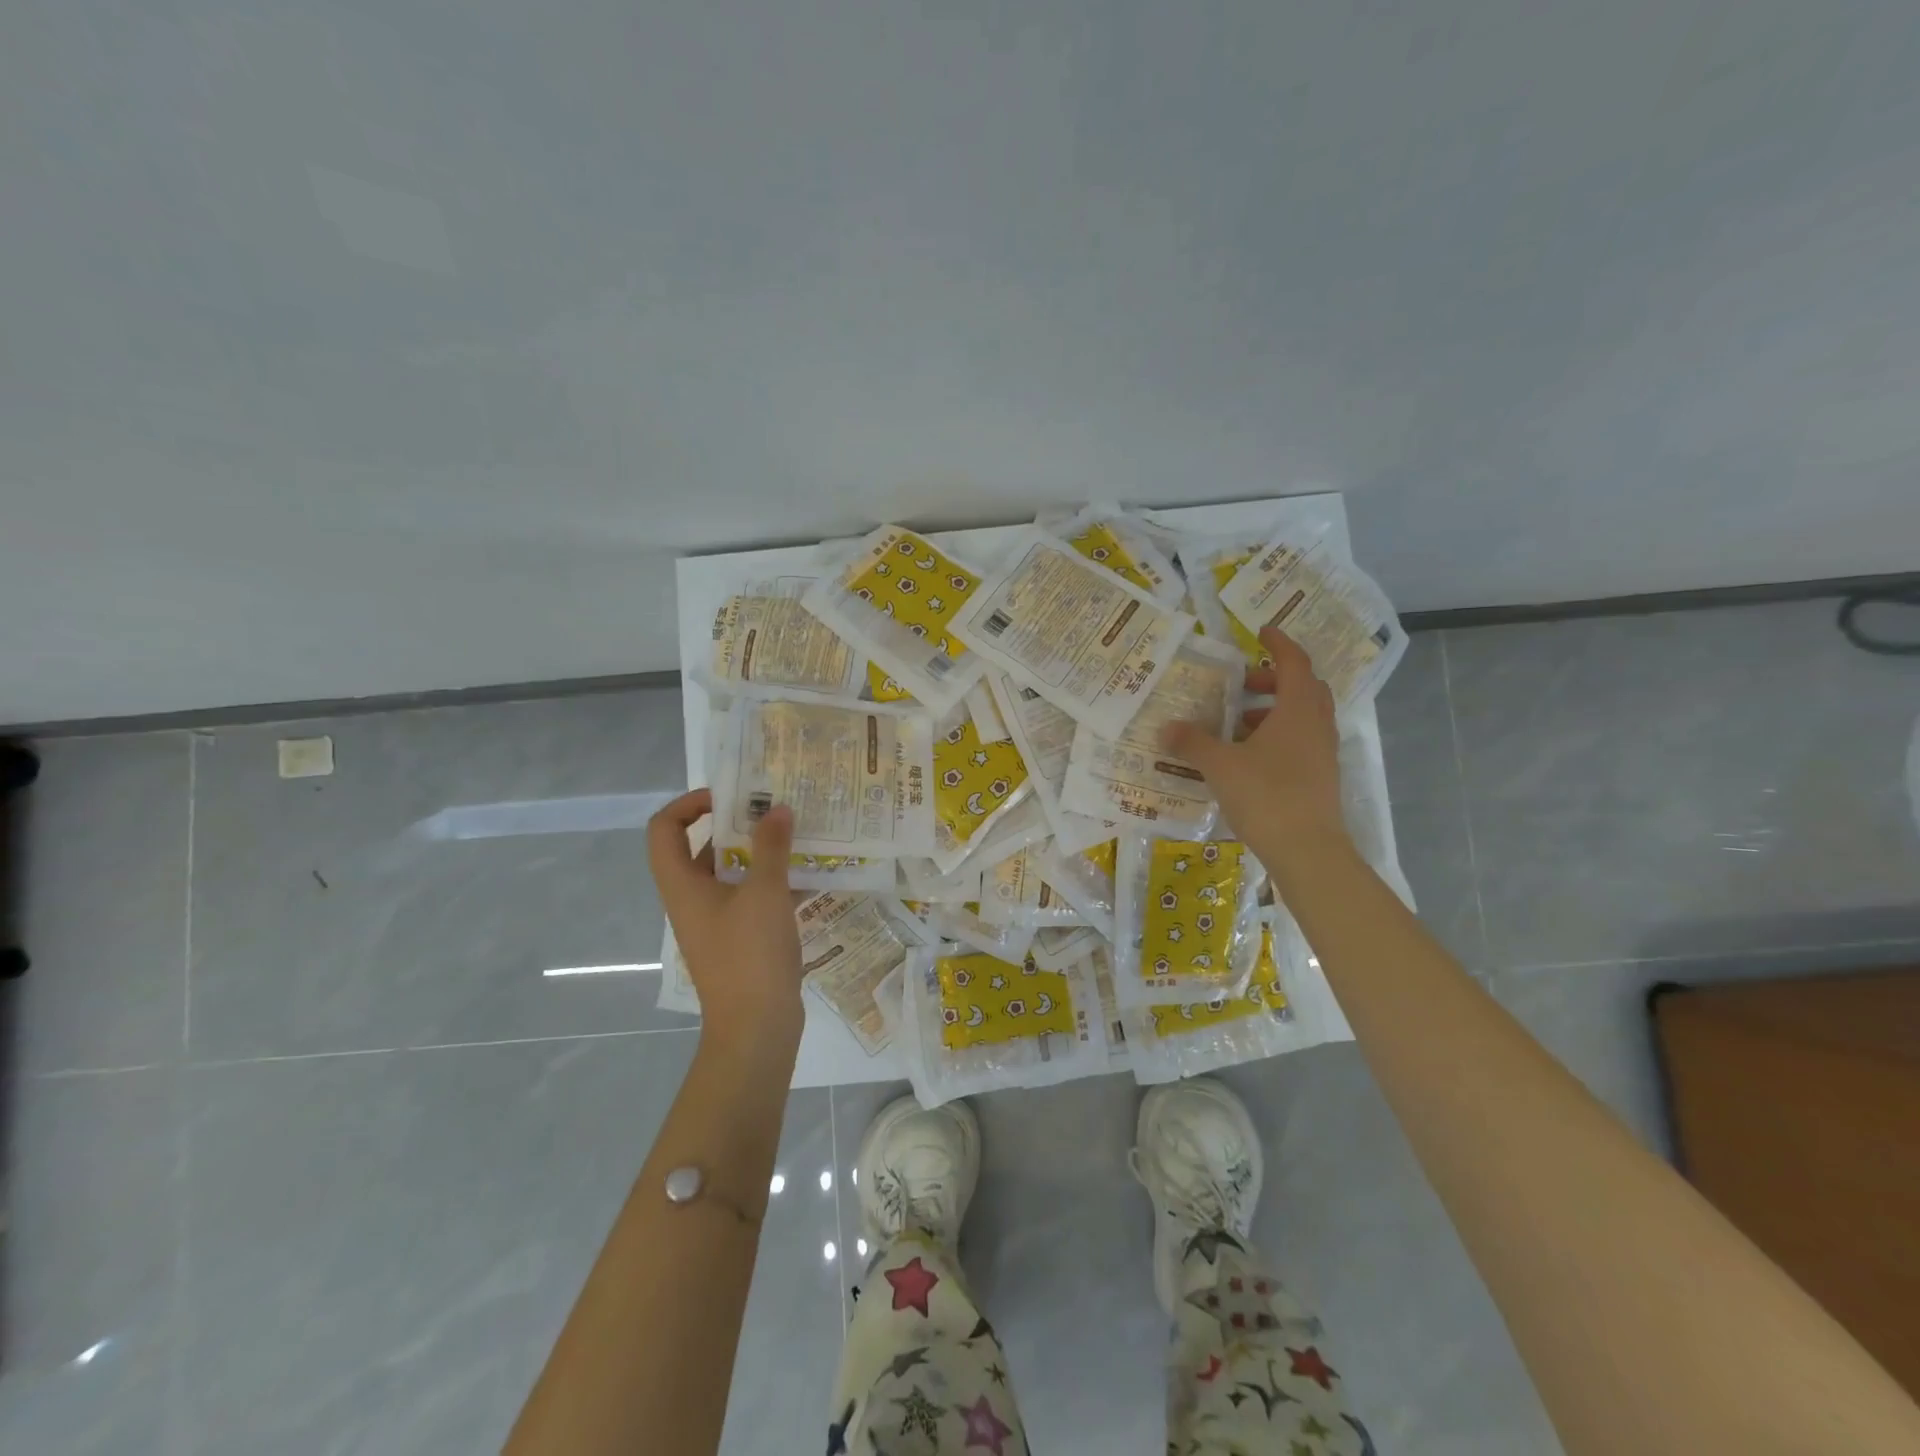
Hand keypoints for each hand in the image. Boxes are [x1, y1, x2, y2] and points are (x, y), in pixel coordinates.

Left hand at [647, 789, 804, 1054]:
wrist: (756, 1029)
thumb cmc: (751, 955)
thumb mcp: (765, 892)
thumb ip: (771, 847)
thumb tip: (776, 810)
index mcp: (682, 885)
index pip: (664, 828)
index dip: (689, 804)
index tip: (729, 797)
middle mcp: (691, 900)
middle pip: (698, 848)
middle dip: (733, 825)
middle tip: (770, 810)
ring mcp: (714, 922)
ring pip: (728, 874)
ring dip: (756, 853)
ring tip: (793, 837)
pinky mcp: (737, 940)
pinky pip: (748, 898)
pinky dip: (770, 883)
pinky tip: (806, 876)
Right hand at [1163, 627, 1350, 883]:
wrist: (1309, 851)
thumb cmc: (1266, 796)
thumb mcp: (1220, 766)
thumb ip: (1192, 743)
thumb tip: (1166, 727)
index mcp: (1298, 710)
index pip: (1294, 662)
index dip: (1279, 643)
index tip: (1260, 632)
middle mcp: (1317, 725)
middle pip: (1302, 688)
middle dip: (1272, 680)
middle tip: (1240, 684)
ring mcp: (1323, 753)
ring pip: (1302, 717)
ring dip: (1272, 711)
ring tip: (1236, 724)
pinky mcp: (1320, 778)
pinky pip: (1300, 742)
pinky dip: (1277, 737)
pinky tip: (1247, 757)